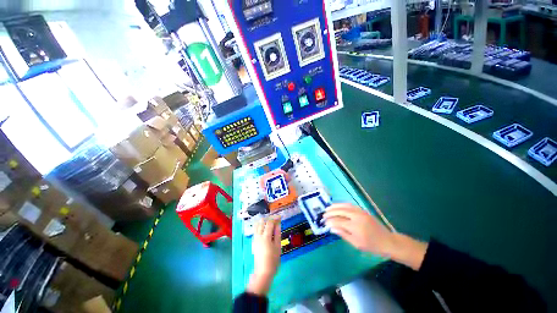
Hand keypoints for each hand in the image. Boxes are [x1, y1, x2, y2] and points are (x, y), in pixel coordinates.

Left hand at [247, 216, 281, 294]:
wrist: (263, 272)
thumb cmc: (273, 260)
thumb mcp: (278, 246)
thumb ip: (278, 234)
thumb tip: (278, 224)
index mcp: (266, 237)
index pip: (269, 223)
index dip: (275, 219)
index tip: (279, 217)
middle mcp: (259, 236)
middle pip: (262, 222)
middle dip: (268, 219)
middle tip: (275, 220)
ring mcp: (255, 239)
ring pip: (257, 225)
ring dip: (263, 222)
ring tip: (269, 223)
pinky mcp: (253, 242)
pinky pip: (255, 230)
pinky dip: (259, 226)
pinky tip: (264, 229)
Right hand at [324, 203, 394, 255]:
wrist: (387, 241)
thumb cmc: (371, 245)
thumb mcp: (356, 244)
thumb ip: (343, 234)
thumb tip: (331, 228)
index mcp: (355, 227)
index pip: (338, 221)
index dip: (330, 221)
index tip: (325, 223)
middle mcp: (357, 217)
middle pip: (340, 211)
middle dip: (331, 212)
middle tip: (324, 215)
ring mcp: (360, 212)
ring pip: (344, 206)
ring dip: (335, 206)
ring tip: (328, 208)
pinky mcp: (363, 210)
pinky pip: (350, 205)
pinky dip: (342, 204)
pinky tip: (338, 206)